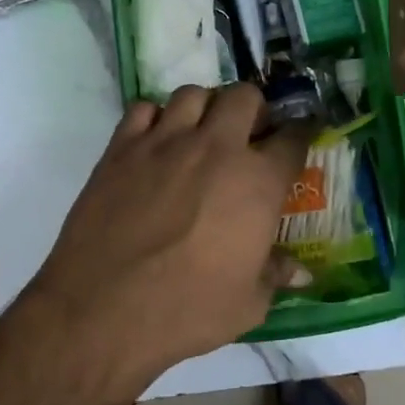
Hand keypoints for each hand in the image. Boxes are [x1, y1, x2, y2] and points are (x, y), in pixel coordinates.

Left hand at [30, 84, 313, 391]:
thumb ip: (275, 275)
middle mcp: (216, 148)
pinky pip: (143, 108)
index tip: (297, 137)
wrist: (103, 308)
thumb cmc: (186, 311)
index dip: (300, 133)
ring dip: (204, 108)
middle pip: (244, 97)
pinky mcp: (121, 147)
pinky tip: (154, 142)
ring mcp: (165, 141)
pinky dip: (154, 118)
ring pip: (193, 93)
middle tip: (247, 135)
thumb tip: (301, 271)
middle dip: (253, 110)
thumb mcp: (247, 304)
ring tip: (200, 133)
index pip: (293, 139)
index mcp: (257, 183)